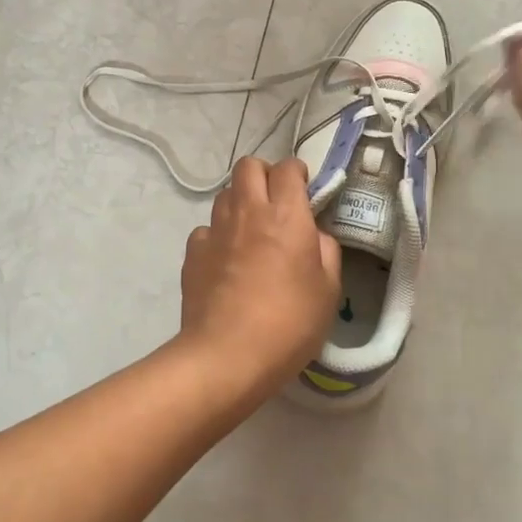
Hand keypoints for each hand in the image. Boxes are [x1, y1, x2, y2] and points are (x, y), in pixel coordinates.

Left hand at [180, 156, 341, 388]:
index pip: (288, 168)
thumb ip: (326, 250)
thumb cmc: (289, 324)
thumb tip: (314, 235)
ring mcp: (215, 230)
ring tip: (251, 232)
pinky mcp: (193, 252)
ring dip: (240, 202)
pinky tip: (227, 262)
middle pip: (249, 166)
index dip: (297, 174)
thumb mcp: (329, 290)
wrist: (227, 356)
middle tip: (276, 203)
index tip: (305, 193)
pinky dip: (218, 236)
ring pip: (225, 194)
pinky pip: (206, 229)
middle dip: (264, 175)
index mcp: (286, 215)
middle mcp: (248, 212)